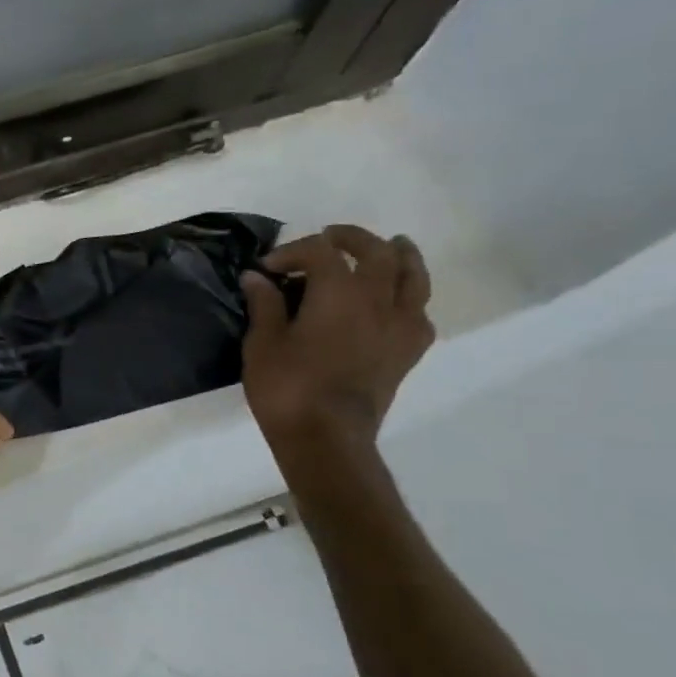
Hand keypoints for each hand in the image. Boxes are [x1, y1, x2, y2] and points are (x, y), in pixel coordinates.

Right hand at [240, 225, 434, 450]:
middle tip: (330, 238)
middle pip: (376, 252)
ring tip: (391, 246)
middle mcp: (377, 300)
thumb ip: (264, 304)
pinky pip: (419, 312)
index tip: (267, 269)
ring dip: (401, 256)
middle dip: (351, 239)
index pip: (320, 252)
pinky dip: (410, 298)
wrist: (326, 438)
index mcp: (338, 292)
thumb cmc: (287, 387)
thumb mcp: (262, 343)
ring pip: (413, 276)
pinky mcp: (408, 352)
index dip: (292, 252)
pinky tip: (396, 302)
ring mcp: (399, 326)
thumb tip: (257, 277)